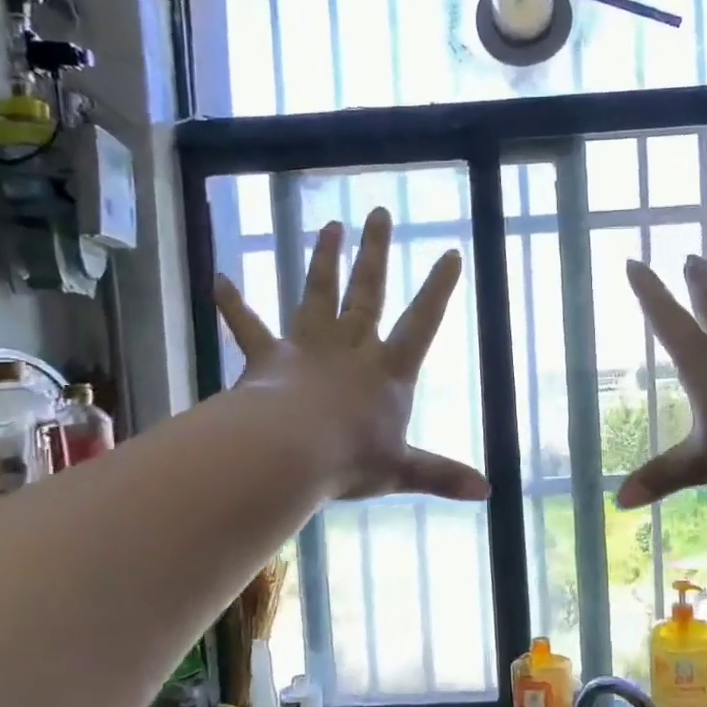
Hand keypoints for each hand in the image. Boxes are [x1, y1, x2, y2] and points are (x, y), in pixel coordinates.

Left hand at [213, 208, 489, 502]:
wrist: (288, 453)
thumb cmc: (350, 460)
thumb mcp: (402, 470)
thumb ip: (442, 475)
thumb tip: (488, 492)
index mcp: (388, 371)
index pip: (421, 322)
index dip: (437, 290)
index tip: (449, 253)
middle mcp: (351, 348)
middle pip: (367, 292)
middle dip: (375, 253)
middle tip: (379, 213)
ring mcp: (308, 347)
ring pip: (317, 293)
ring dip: (323, 260)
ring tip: (329, 226)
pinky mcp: (268, 357)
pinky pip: (248, 326)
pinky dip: (233, 303)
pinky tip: (218, 278)